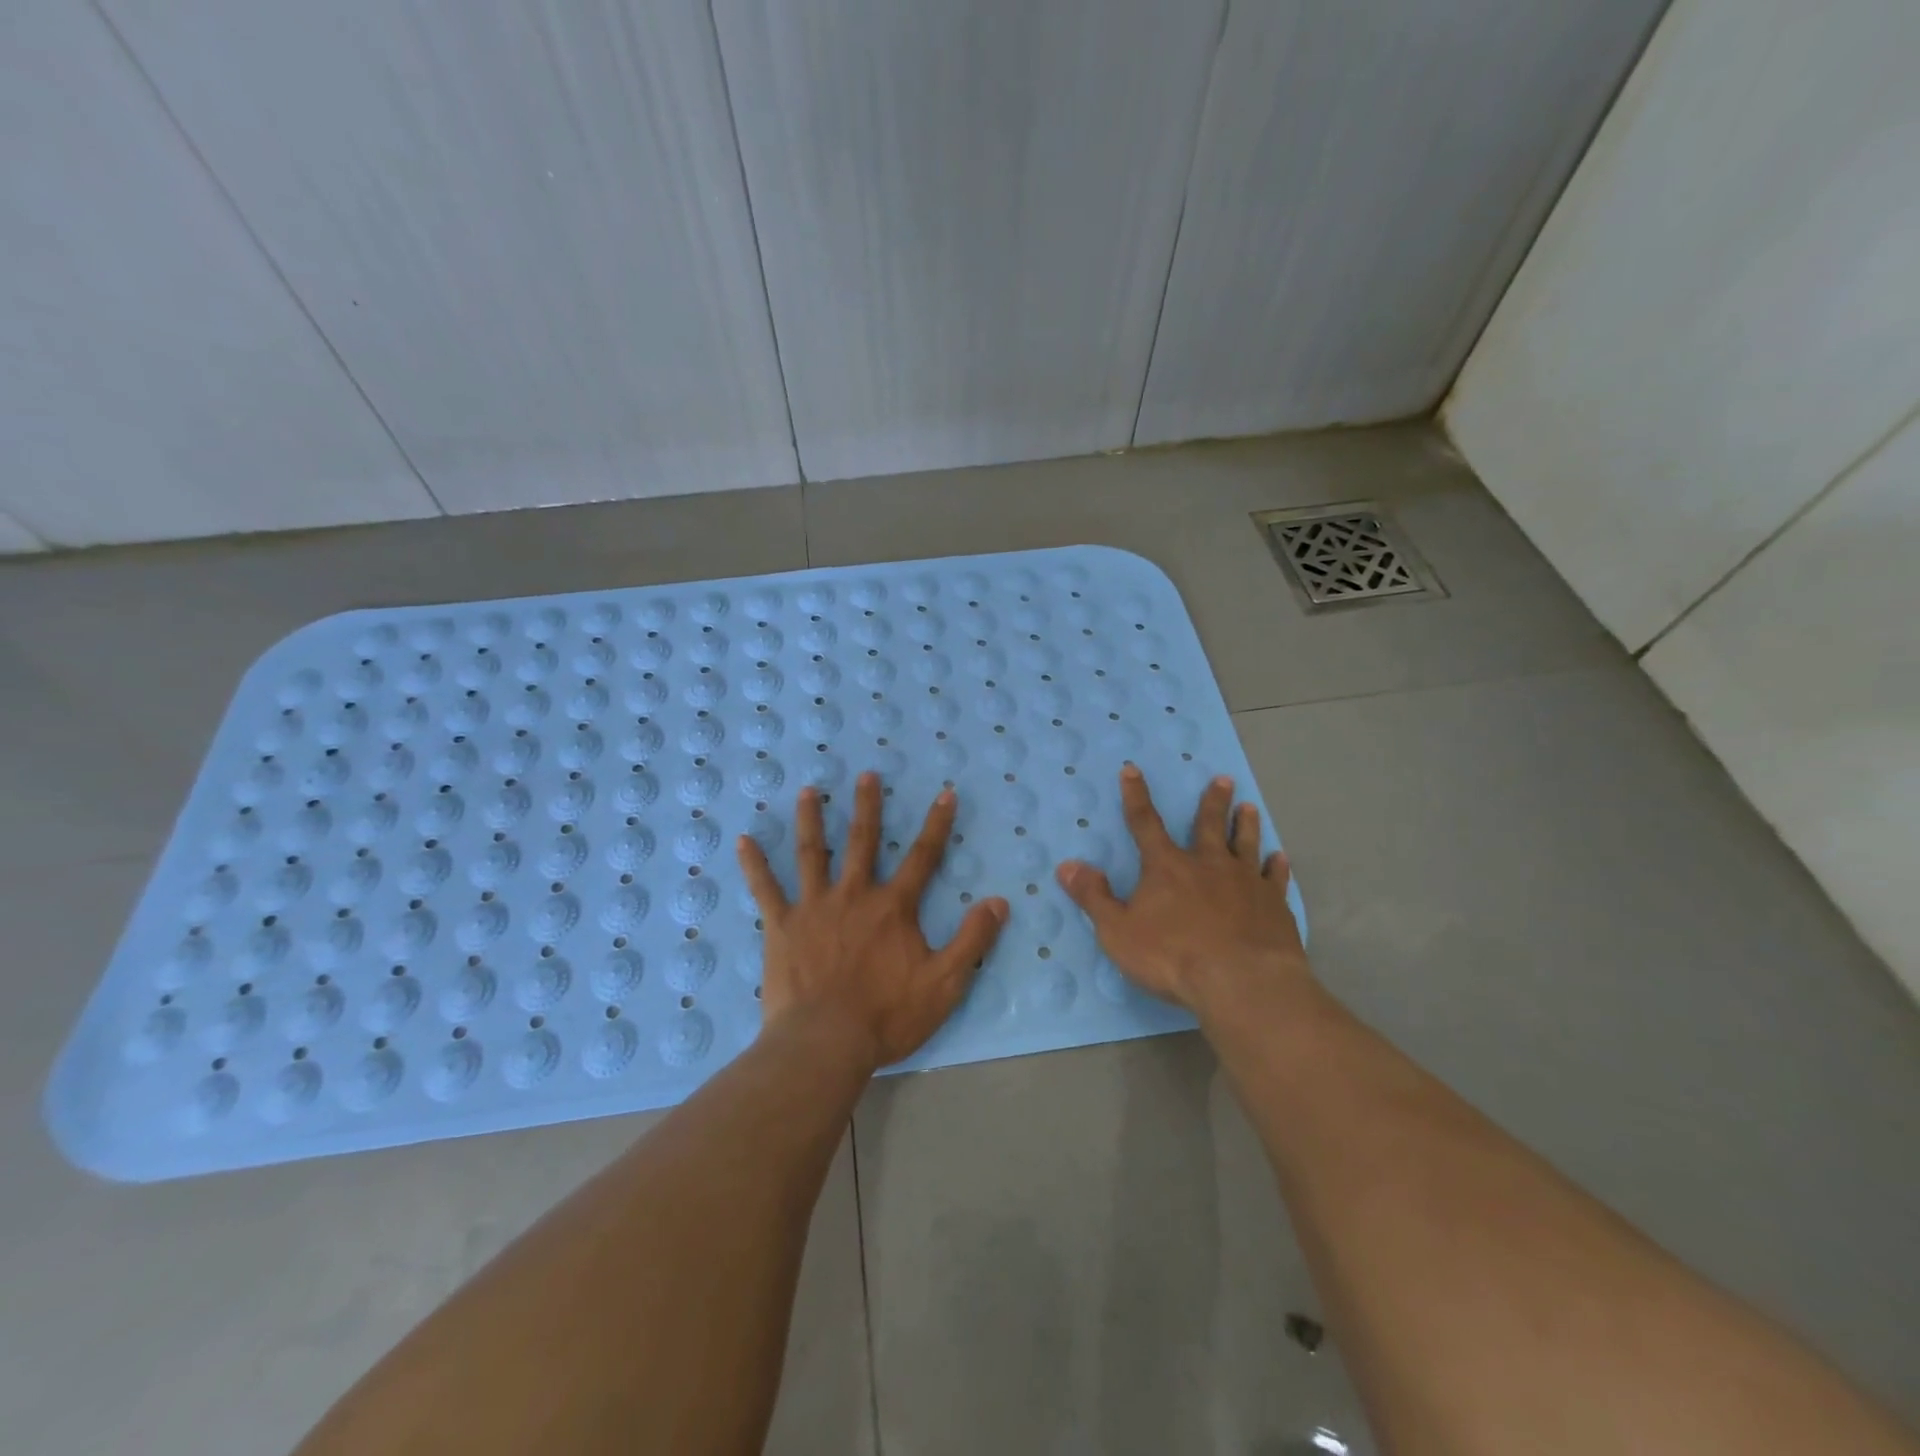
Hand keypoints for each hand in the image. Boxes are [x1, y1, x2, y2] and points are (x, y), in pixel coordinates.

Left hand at [738, 772, 1008, 1073]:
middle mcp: (854, 894)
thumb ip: (973, 940)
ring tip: (809, 790)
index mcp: (893, 907)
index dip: (937, 824)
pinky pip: (765, 888)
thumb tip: (1000, 901)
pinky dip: (754, 864)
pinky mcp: (781, 926)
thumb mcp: (945, 982)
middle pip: (862, 841)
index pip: (923, 857)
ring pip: (812, 853)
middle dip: (868, 806)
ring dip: (812, 819)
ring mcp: (814, 907)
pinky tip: (744, 841)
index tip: (945, 793)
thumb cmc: (887, 1015)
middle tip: (867, 774)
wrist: (825, 1042)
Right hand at [1056, 764, 1314, 1016]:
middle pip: (1209, 825)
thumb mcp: (1118, 931)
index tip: (1133, 770)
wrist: (1242, 983)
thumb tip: (1067, 865)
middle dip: (1213, 801)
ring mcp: (1246, 882)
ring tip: (1250, 807)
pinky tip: (1280, 858)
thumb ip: (1094, 897)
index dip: (1136, 796)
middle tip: (1223, 779)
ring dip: (1246, 824)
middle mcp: (1208, 864)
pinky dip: (1277, 866)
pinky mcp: (1274, 904)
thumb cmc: (1173, 957)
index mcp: (1167, 867)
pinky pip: (1275, 878)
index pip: (1145, 823)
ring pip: (1246, 843)